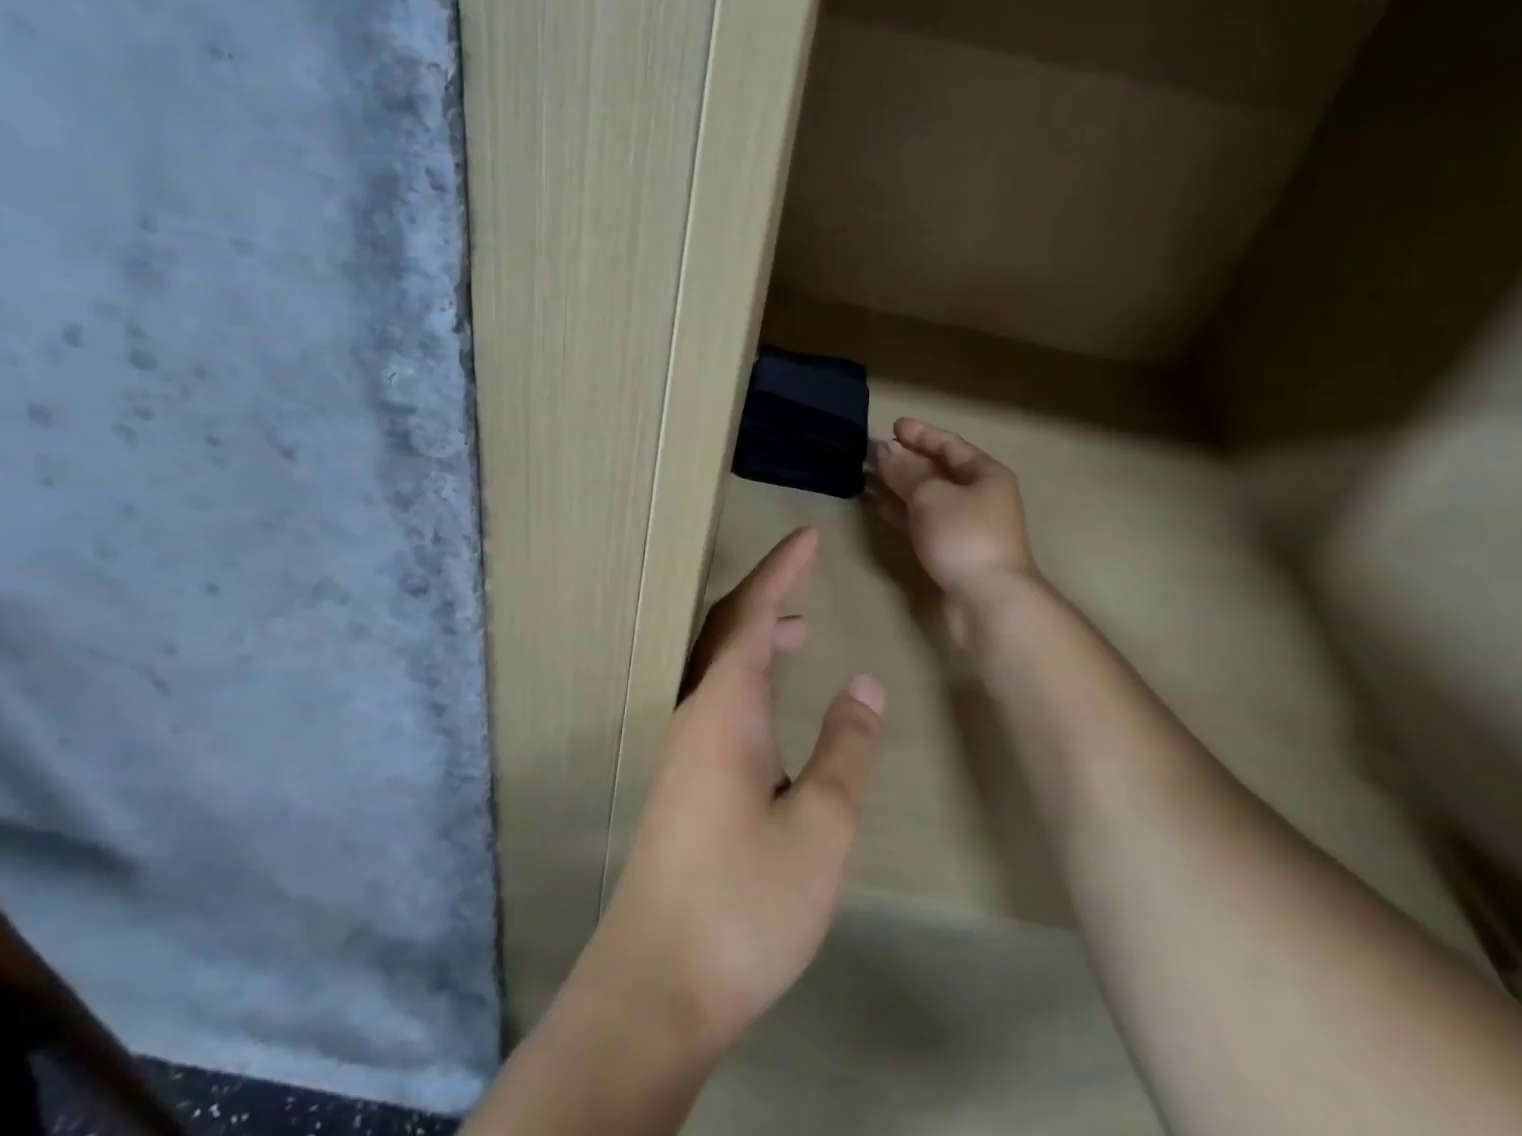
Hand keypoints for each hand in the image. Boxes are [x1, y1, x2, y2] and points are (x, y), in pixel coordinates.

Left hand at [571, 528, 884, 1062]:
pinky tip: (771, 708)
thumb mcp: (821, 825)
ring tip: (799, 630)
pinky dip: (748, 676)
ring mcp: (684, 749)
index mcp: (724, 707)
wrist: (658, 986)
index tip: (806, 536)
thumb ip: (846, 747)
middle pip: (725, 629)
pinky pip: (716, 699)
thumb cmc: (745, 901)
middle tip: (805, 573)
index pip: (750, 614)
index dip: (779, 570)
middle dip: (765, 593)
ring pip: (718, 666)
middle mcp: (695, 713)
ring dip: (755, 636)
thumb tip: (864, 683)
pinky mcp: (684, 781)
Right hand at [869, 417, 1039, 636]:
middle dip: (907, 460)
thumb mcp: (930, 494)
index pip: (950, 445)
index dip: (921, 434)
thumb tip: (884, 450)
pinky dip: (904, 512)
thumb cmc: (963, 535)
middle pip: (940, 471)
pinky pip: (926, 522)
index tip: (893, 426)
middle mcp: (981, 497)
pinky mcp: (955, 552)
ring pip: (930, 498)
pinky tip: (881, 508)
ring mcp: (969, 526)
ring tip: (870, 477)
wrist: (989, 601)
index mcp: (986, 474)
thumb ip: (905, 471)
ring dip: (901, 487)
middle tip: (875, 451)